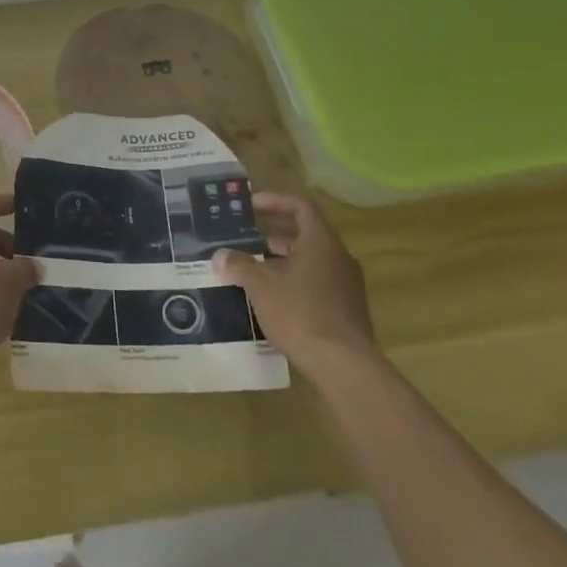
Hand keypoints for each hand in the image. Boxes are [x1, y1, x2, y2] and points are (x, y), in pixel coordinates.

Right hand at [212, 191, 376, 374]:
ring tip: (253, 269)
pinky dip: (293, 281)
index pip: (300, 206)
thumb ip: (240, 265)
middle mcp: (338, 257)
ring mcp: (345, 284)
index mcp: (321, 242)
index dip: (274, 201)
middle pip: (306, 233)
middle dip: (274, 234)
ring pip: (311, 260)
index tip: (250, 205)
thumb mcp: (261, 286)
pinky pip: (316, 282)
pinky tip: (272, 298)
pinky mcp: (345, 309)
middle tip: (246, 238)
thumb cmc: (301, 313)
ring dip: (282, 260)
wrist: (344, 365)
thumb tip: (221, 255)